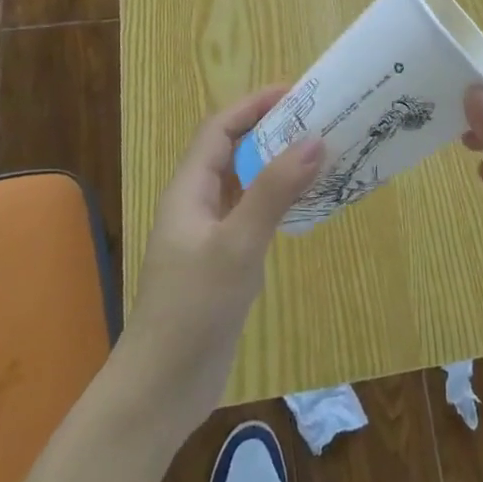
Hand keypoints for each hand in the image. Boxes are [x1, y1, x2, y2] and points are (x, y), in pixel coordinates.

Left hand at [119, 87, 321, 432]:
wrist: (162, 388)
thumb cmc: (193, 309)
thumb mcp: (237, 245)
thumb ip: (274, 191)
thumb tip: (315, 139)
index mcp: (189, 189)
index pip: (220, 129)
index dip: (254, 105)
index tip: (297, 93)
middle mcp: (197, 203)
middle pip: (234, 151)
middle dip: (271, 130)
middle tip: (318, 120)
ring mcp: (209, 234)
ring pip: (245, 183)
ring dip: (277, 165)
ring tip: (320, 154)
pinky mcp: (223, 261)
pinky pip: (252, 214)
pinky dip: (278, 200)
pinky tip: (305, 205)